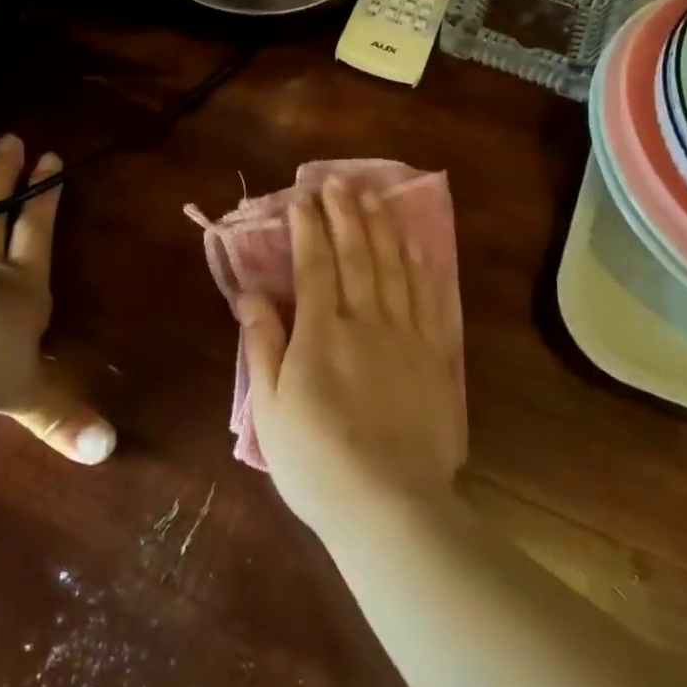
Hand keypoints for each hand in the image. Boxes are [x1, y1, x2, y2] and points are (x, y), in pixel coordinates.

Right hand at [236, 180, 463, 534]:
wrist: (390, 505)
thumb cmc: (317, 461)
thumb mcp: (270, 407)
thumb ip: (262, 344)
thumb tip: (250, 293)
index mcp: (321, 332)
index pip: (314, 264)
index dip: (308, 227)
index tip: (302, 198)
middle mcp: (366, 320)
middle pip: (357, 254)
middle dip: (345, 213)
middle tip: (338, 181)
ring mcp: (406, 335)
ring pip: (394, 267)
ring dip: (381, 229)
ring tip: (373, 197)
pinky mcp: (436, 356)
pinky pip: (429, 299)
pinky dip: (420, 267)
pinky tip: (415, 248)